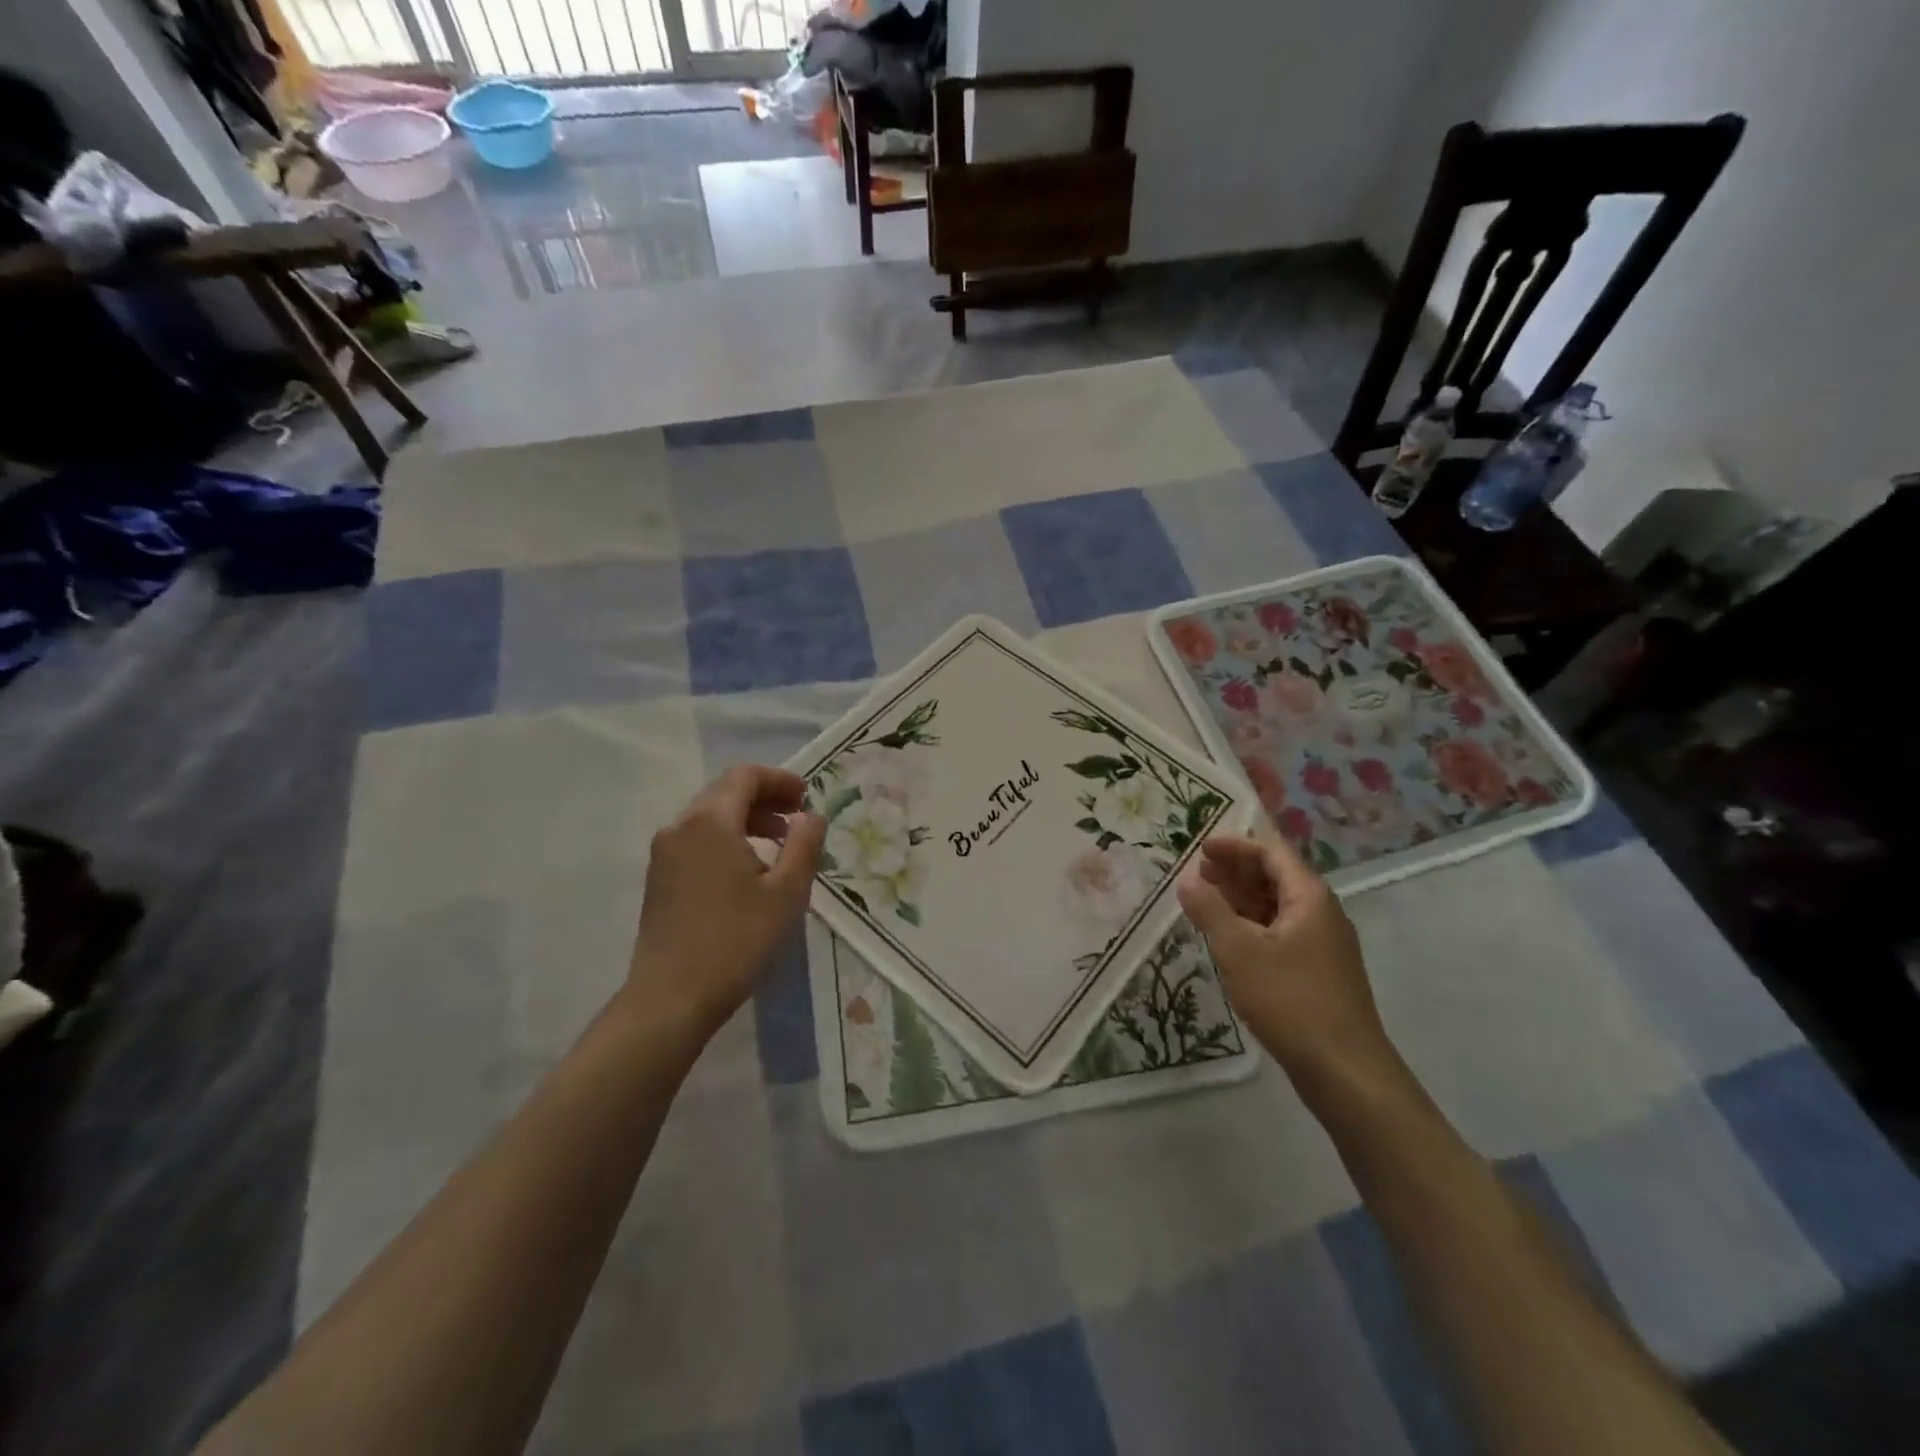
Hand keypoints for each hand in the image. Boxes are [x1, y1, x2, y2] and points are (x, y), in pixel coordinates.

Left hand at [627, 765, 825, 1038]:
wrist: (670, 999)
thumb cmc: (736, 941)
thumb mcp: (787, 893)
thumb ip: (804, 845)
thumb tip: (812, 816)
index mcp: (710, 822)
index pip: (745, 777)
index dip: (780, 780)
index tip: (807, 797)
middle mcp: (680, 827)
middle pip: (724, 792)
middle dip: (764, 798)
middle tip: (798, 818)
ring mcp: (664, 854)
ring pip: (709, 817)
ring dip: (746, 819)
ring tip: (778, 844)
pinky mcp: (658, 879)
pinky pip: (696, 840)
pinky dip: (726, 839)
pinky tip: (747, 870)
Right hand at [1177, 835, 1400, 1100]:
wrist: (1344, 1070)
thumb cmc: (1289, 1000)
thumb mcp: (1238, 950)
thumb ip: (1209, 909)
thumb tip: (1187, 879)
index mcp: (1309, 897)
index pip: (1271, 852)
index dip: (1235, 845)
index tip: (1199, 848)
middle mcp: (1322, 912)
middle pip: (1276, 876)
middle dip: (1236, 871)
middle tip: (1198, 874)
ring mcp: (1324, 943)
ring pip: (1278, 906)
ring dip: (1242, 898)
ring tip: (1206, 903)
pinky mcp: (1319, 970)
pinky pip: (1282, 931)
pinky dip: (1253, 925)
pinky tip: (1230, 939)